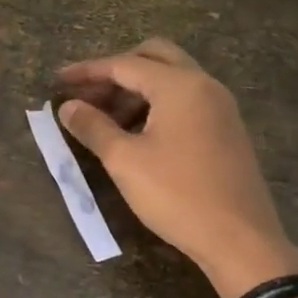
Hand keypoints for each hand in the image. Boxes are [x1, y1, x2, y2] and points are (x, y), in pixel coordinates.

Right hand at [57, 38, 297, 297]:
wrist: (240, 240)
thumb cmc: (177, 195)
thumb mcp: (124, 161)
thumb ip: (93, 127)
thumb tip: (67, 107)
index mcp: (180, 86)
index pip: (124, 64)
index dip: (86, 71)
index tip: (57, 81)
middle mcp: (204, 85)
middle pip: (154, 57)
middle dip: (115, 70)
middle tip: (87, 94)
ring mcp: (220, 107)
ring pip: (171, 79)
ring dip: (135, 89)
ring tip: (104, 120)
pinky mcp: (225, 129)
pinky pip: (185, 100)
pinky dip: (155, 104)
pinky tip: (135, 134)